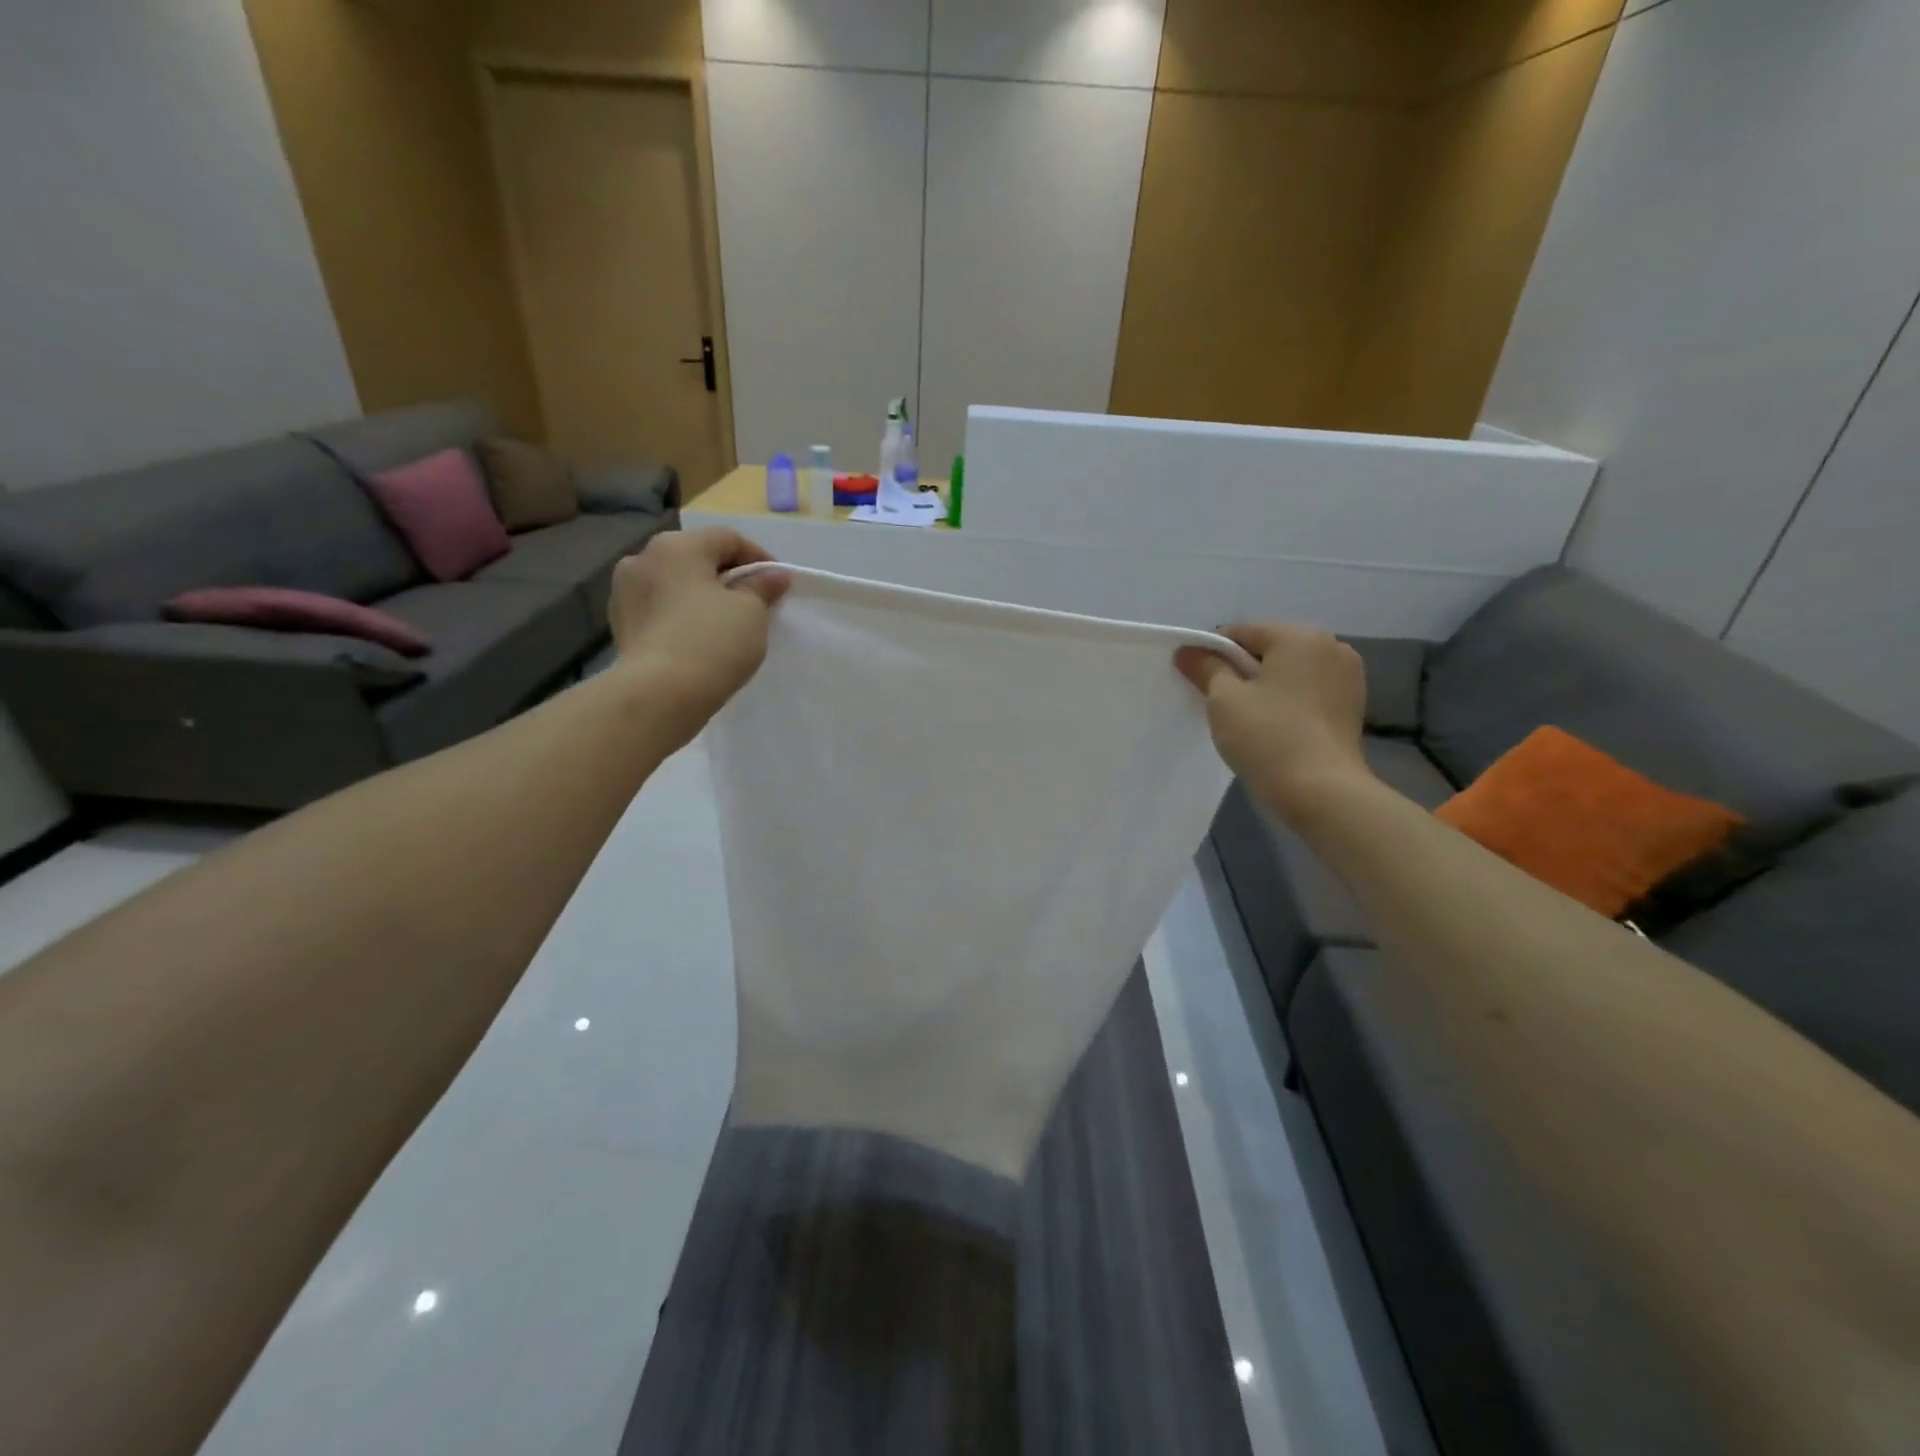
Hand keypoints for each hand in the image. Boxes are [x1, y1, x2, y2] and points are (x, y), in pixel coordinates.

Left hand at [609, 528, 788, 742]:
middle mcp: (643, 558)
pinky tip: (697, 638)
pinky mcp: (620, 624)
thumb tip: (774, 576)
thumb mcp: (751, 612)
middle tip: (753, 602)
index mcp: (676, 546)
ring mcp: (625, 592)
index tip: (778, 584)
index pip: (727, 539)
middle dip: (727, 576)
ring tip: (724, 622)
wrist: (658, 695)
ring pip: (675, 584)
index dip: (759, 558)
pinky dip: (681, 615)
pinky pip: (660, 609)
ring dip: (701, 595)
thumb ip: (762, 587)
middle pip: (697, 558)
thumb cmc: (712, 642)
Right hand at [1175, 624, 1372, 824]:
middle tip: (1221, 704)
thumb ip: (1206, 668)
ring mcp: (1348, 677)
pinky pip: (1309, 691)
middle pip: (1269, 649)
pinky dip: (1288, 701)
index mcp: (1300, 636)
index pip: (1242, 632)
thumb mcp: (1224, 699)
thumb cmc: (1268, 737)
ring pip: (1291, 671)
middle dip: (1242, 670)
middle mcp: (1331, 646)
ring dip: (1266, 686)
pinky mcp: (1353, 706)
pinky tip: (1275, 727)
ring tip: (1249, 719)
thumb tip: (1188, 650)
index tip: (1198, 682)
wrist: (1321, 792)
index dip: (1213, 654)